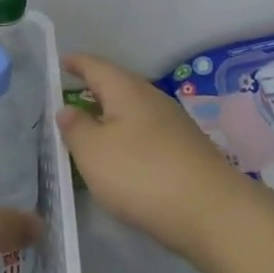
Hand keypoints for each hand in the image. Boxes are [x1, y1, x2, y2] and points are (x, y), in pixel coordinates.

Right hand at [57, 54, 246, 257]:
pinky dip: (130, 138)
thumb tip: (67, 109)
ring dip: (113, 116)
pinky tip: (124, 156)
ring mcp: (175, 125)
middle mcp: (153, 99)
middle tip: (72, 97)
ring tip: (93, 129)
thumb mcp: (93, 152)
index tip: (62, 61)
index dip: (77, 63)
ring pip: (135, 111)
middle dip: (96, 90)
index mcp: (127, 90)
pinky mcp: (187, 151)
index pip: (96, 66)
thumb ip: (75, 128)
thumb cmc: (141, 173)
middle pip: (119, 86)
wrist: (211, 212)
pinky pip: (148, 134)